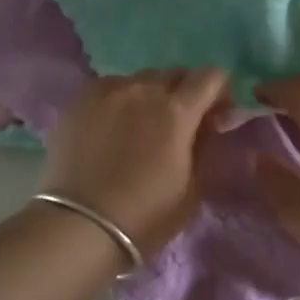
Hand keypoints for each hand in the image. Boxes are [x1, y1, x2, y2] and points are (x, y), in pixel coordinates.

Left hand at [40, 69, 228, 256]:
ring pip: (140, 79)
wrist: (80, 225)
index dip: (220, 91)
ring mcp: (109, 91)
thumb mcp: (193, 188)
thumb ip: (204, 147)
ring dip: (151, 95)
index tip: (216, 114)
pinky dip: (120, 99)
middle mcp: (145, 90)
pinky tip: (112, 125)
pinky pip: (110, 87)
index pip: (211, 76)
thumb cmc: (145, 215)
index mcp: (178, 111)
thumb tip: (207, 126)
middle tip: (180, 122)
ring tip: (142, 123)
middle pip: (175, 74)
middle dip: (186, 92)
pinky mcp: (80, 100)